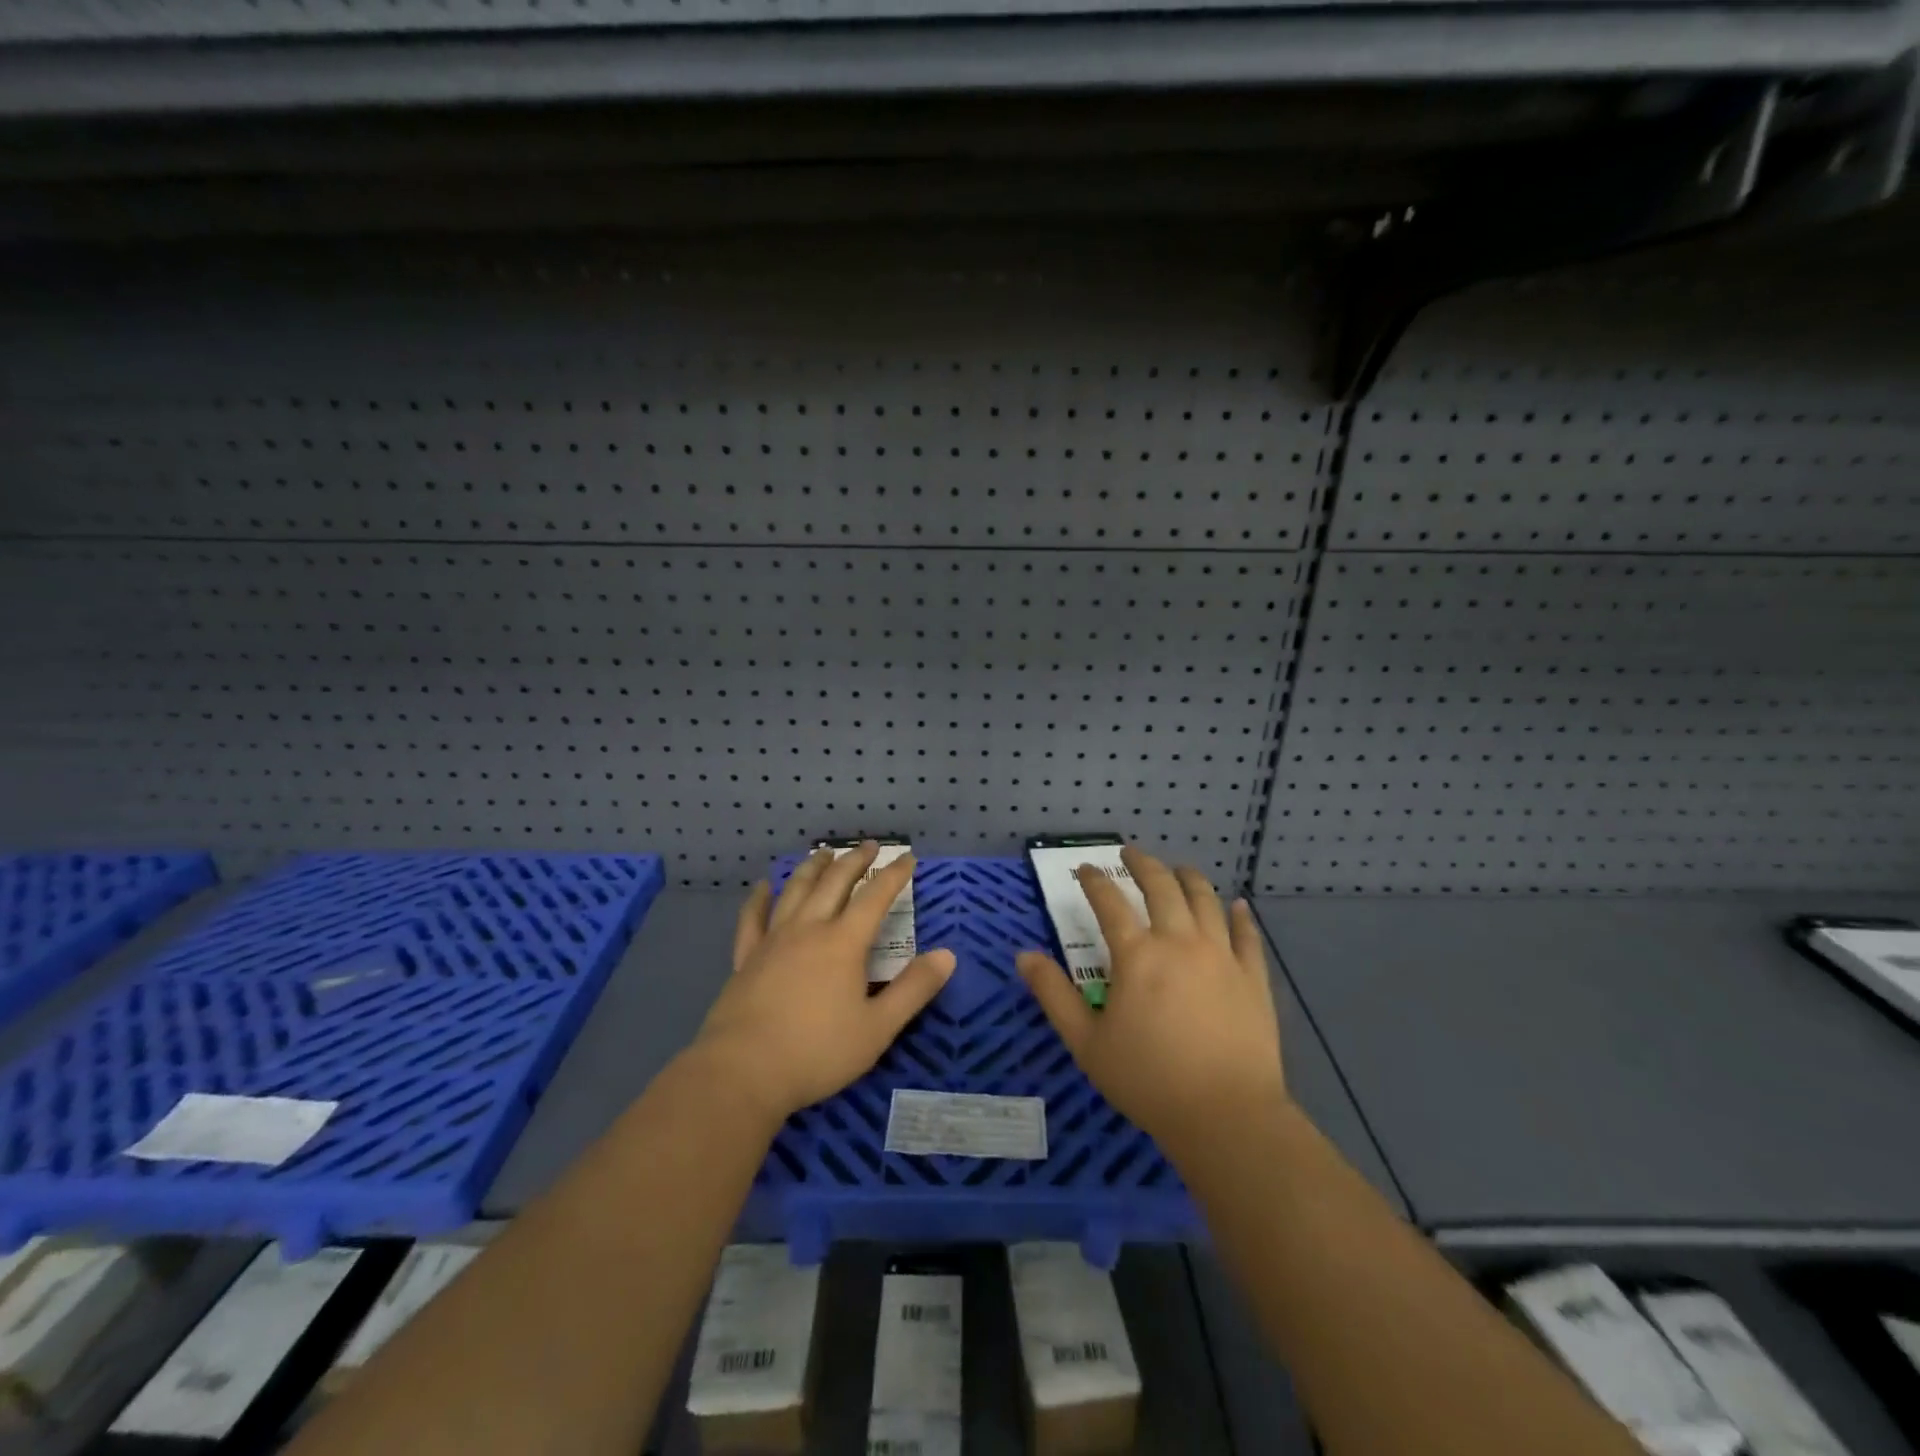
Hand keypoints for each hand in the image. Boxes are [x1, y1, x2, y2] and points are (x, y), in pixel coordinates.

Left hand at [694, 842, 955, 1127]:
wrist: (743, 1071)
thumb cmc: (817, 1052)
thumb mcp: (877, 1028)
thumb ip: (914, 990)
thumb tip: (948, 955)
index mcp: (843, 943)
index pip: (875, 897)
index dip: (894, 875)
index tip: (907, 857)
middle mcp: (809, 929)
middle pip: (834, 883)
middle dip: (854, 861)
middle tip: (868, 845)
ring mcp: (773, 940)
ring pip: (795, 891)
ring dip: (813, 868)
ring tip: (824, 852)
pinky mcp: (747, 957)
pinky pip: (753, 918)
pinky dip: (760, 898)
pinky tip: (764, 887)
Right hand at [1017, 845, 1285, 1156]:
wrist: (1226, 1116)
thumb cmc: (1148, 1080)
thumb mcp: (1086, 1042)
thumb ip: (1053, 994)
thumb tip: (1024, 955)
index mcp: (1137, 955)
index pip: (1109, 903)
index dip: (1094, 880)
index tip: (1085, 869)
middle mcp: (1180, 942)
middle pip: (1162, 887)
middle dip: (1143, 864)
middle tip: (1131, 853)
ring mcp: (1221, 956)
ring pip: (1206, 900)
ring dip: (1189, 878)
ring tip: (1179, 869)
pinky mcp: (1253, 977)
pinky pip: (1247, 935)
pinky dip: (1239, 915)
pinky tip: (1236, 905)